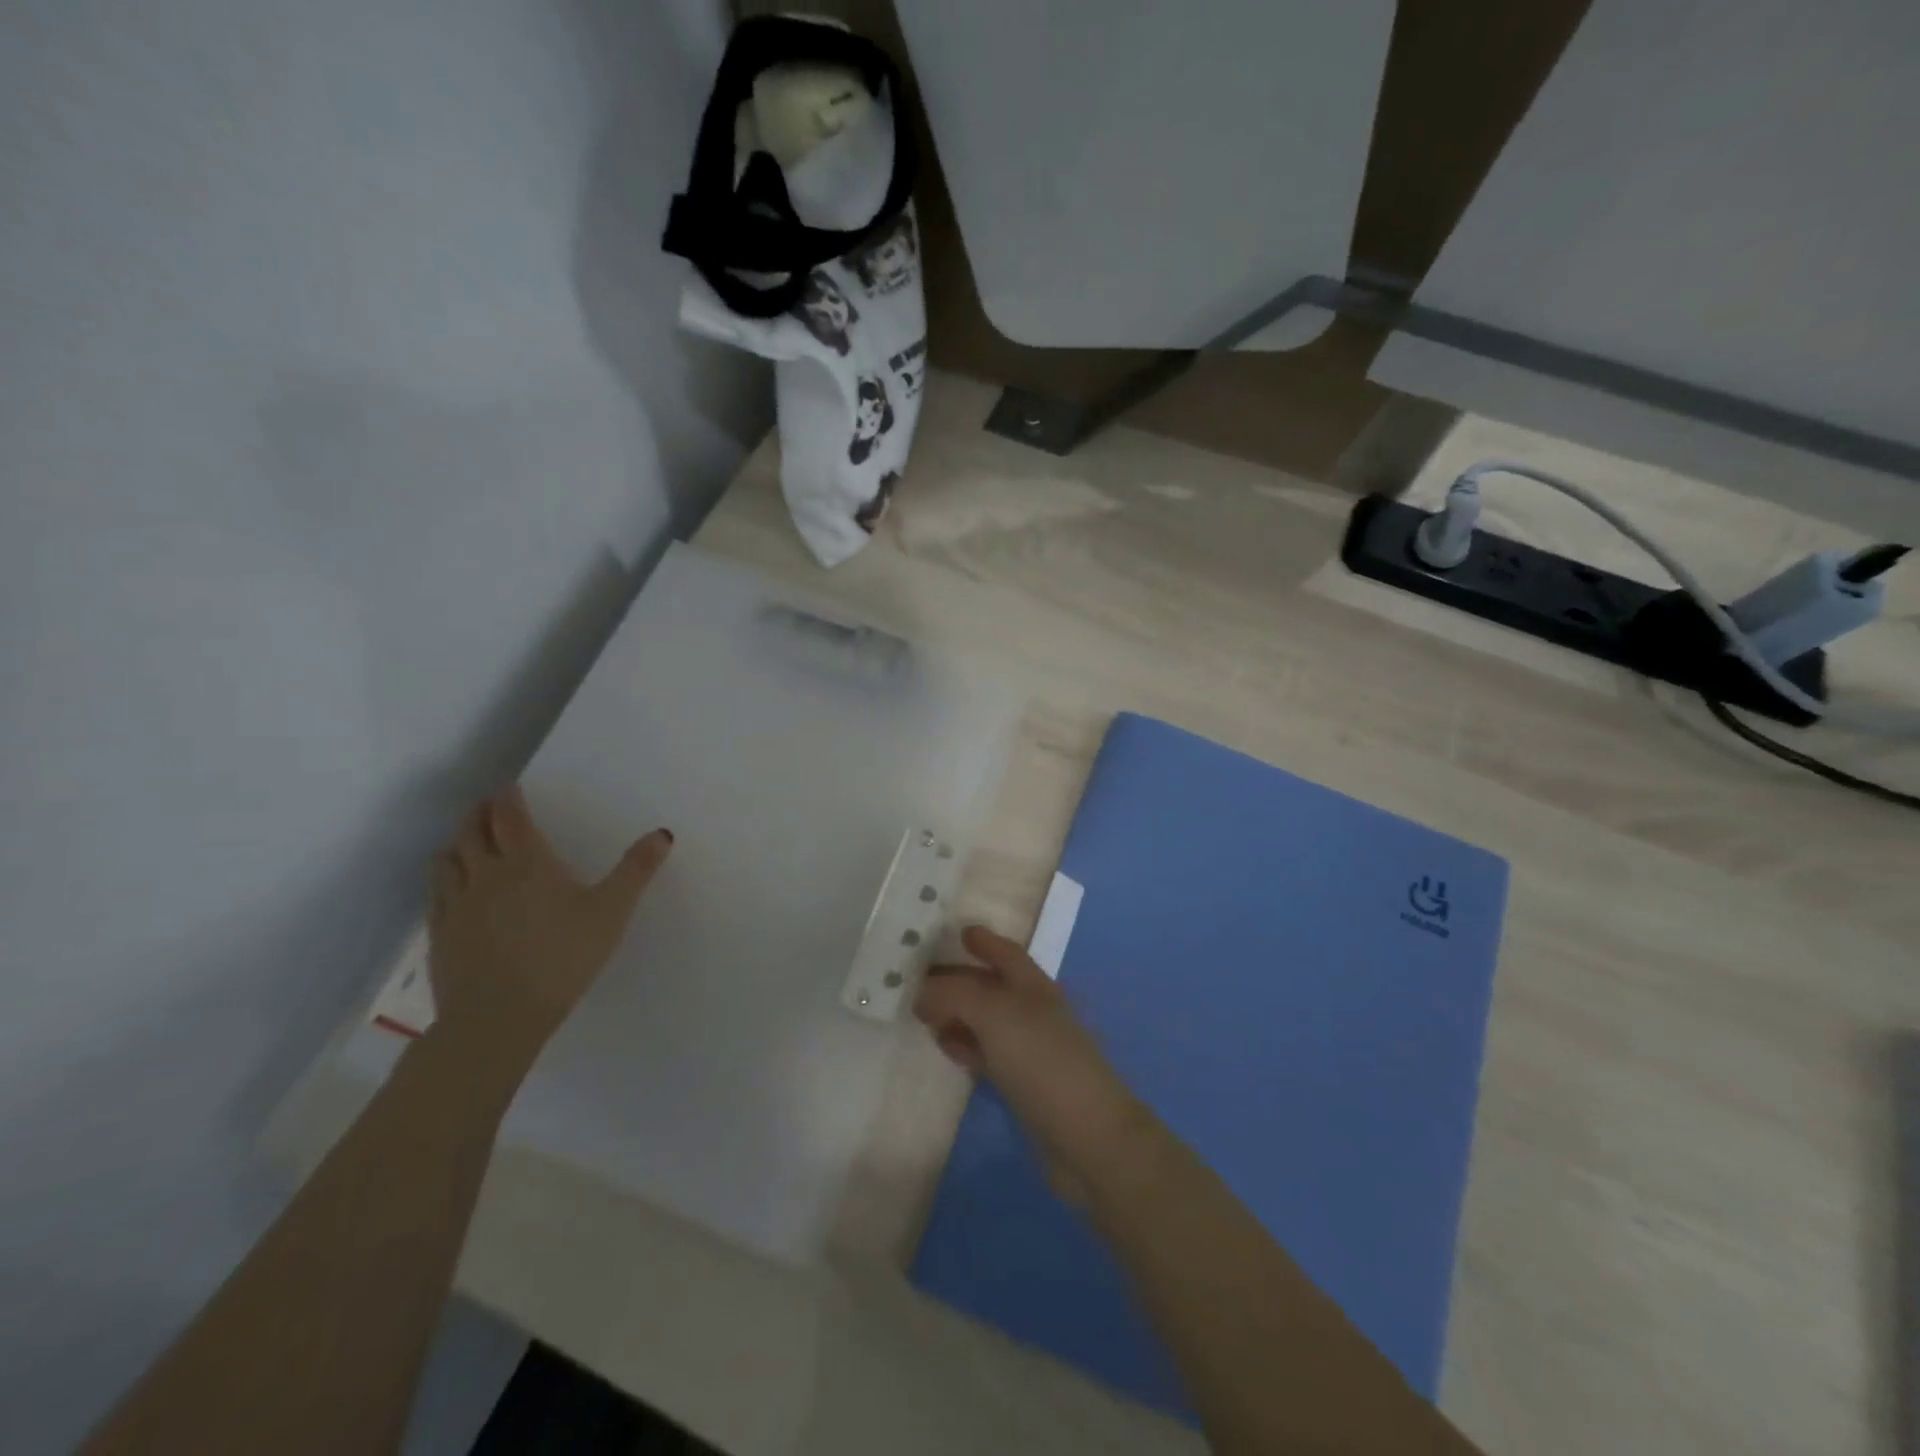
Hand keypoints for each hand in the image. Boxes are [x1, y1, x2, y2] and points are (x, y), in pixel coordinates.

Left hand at [427, 786, 672, 1077]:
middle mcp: (485, 874)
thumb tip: (663, 833)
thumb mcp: (611, 911)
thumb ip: (636, 870)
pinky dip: (443, 877)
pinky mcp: (440, 933)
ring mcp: (456, 904)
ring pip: (447, 859)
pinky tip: (453, 887)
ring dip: (457, 842)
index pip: (510, 817)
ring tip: (468, 840)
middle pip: (472, 831)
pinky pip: (435, 892)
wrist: (498, 1017)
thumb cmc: (562, 957)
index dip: (508, 798)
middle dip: (480, 813)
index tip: (510, 787)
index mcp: (527, 863)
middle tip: (489, 806)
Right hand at [915, 926, 1147, 1196]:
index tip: (961, 932)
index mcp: (1034, 987)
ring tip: (924, 1014)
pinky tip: (946, 1048)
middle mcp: (1034, 1012)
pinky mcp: (1025, 1086)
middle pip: (993, 986)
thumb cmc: (1043, 1061)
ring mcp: (1032, 1051)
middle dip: (961, 979)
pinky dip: (966, 1047)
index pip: (1007, 954)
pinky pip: (989, 1055)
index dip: (986, 941)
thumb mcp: (995, 1015)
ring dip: (959, 1014)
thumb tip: (923, 993)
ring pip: (988, 1022)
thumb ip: (955, 995)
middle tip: (923, 977)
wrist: (1087, 1136)